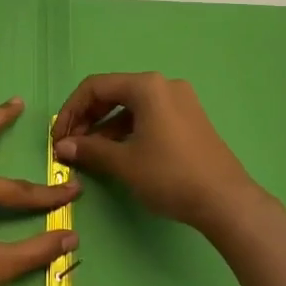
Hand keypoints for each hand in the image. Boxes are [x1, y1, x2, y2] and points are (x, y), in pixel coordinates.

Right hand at [52, 73, 266, 239]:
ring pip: (131, 106)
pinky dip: (128, 130)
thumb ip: (89, 149)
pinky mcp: (190, 119)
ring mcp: (181, 101)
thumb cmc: (170, 175)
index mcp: (147, 86)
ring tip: (91, 153)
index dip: (71, 111)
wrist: (226, 201)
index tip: (58, 137)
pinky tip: (118, 153)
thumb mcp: (124, 162)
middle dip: (88, 118)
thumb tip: (62, 146)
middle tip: (71, 145)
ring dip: (106, 127)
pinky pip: (149, 116)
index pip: (95, 87)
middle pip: (113, 93)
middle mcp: (164, 85)